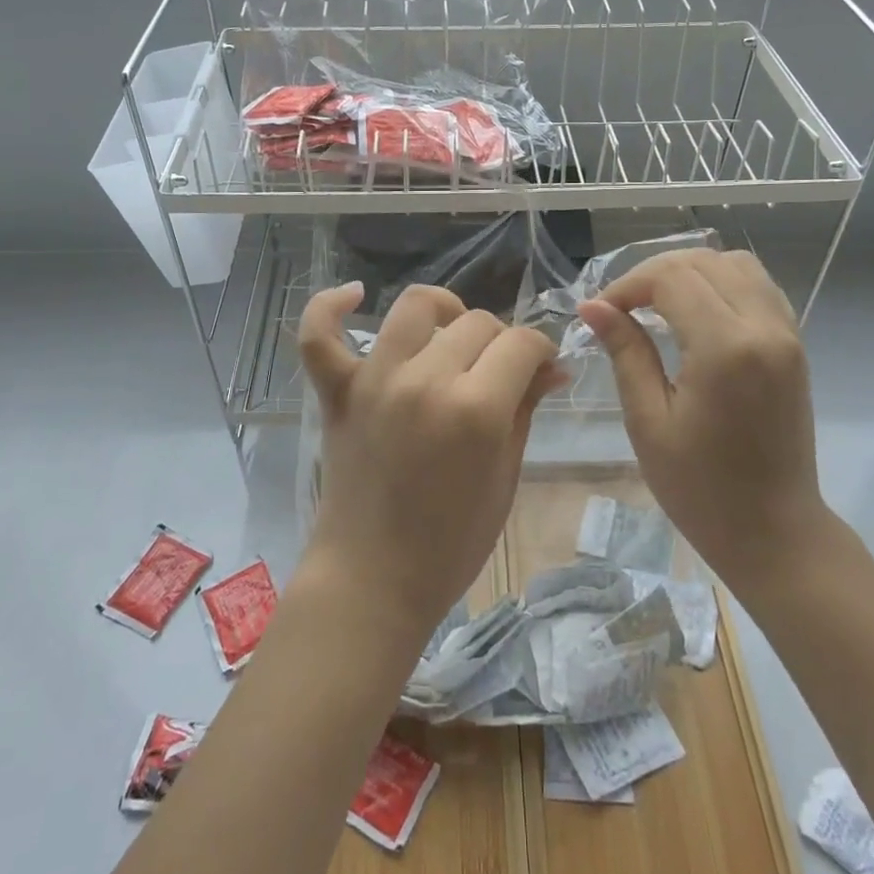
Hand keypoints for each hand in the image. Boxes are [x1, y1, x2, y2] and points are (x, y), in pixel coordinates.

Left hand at [297, 282, 560, 642]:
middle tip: (501, 374)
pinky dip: (331, 306)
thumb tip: (553, 367)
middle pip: (477, 323)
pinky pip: (320, 334)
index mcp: (476, 409)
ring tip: (451, 337)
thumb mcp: (504, 477)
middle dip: (501, 343)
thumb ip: (525, 410)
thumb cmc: (451, 543)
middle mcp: (425, 380)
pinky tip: (354, 295)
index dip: (541, 350)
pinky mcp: (337, 391)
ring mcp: (375, 380)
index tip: (543, 368)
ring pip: (415, 307)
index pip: (521, 343)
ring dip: (444, 313)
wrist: (373, 578)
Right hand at [578, 249, 824, 575]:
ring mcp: (787, 334)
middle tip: (620, 309)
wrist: (774, 531)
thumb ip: (626, 353)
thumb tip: (594, 307)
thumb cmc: (700, 489)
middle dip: (653, 274)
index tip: (600, 314)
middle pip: (703, 262)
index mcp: (726, 348)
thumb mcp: (648, 422)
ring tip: (655, 305)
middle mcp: (764, 328)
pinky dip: (721, 284)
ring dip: (690, 273)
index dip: (628, 285)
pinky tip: (695, 313)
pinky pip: (758, 287)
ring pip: (735, 265)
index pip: (672, 278)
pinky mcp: (794, 345)